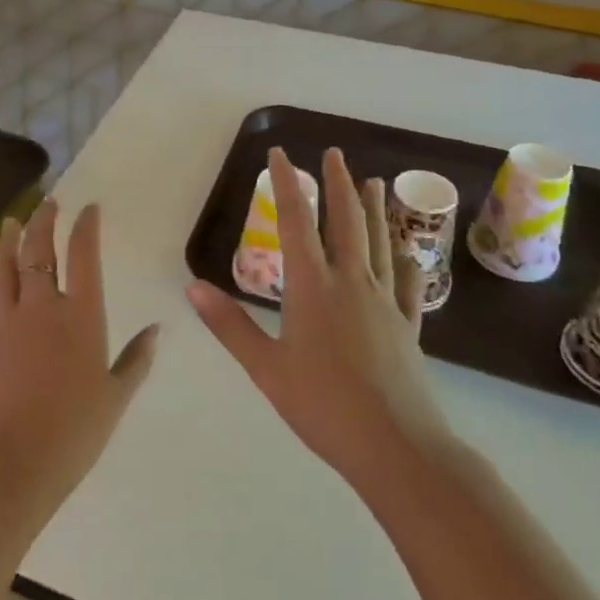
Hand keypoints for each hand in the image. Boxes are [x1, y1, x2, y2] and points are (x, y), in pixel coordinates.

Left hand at [0, 199, 158, 516]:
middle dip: (43, 222)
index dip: (86, 226)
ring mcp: (6, 324)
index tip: (89, 208)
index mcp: (81, 316)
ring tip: (10, 224)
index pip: (83, 256)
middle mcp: (42, 308)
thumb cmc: (75, 432)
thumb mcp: (116, 396)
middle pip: (38, 251)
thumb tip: (158, 329)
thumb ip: (137, 359)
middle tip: (47, 204)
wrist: (14, 465)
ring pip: (4, 271)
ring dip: (6, 244)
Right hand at [187, 148, 449, 488]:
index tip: (281, 154)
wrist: (396, 446)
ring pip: (377, 242)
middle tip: (334, 153)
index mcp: (312, 287)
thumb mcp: (266, 367)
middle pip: (345, 220)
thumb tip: (192, 287)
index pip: (295, 221)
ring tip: (373, 181)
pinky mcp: (407, 326)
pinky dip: (402, 260)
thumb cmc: (322, 406)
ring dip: (373, 208)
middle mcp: (351, 282)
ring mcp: (384, 302)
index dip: (287, 184)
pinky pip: (405, 282)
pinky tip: (404, 252)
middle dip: (337, 183)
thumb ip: (229, 325)